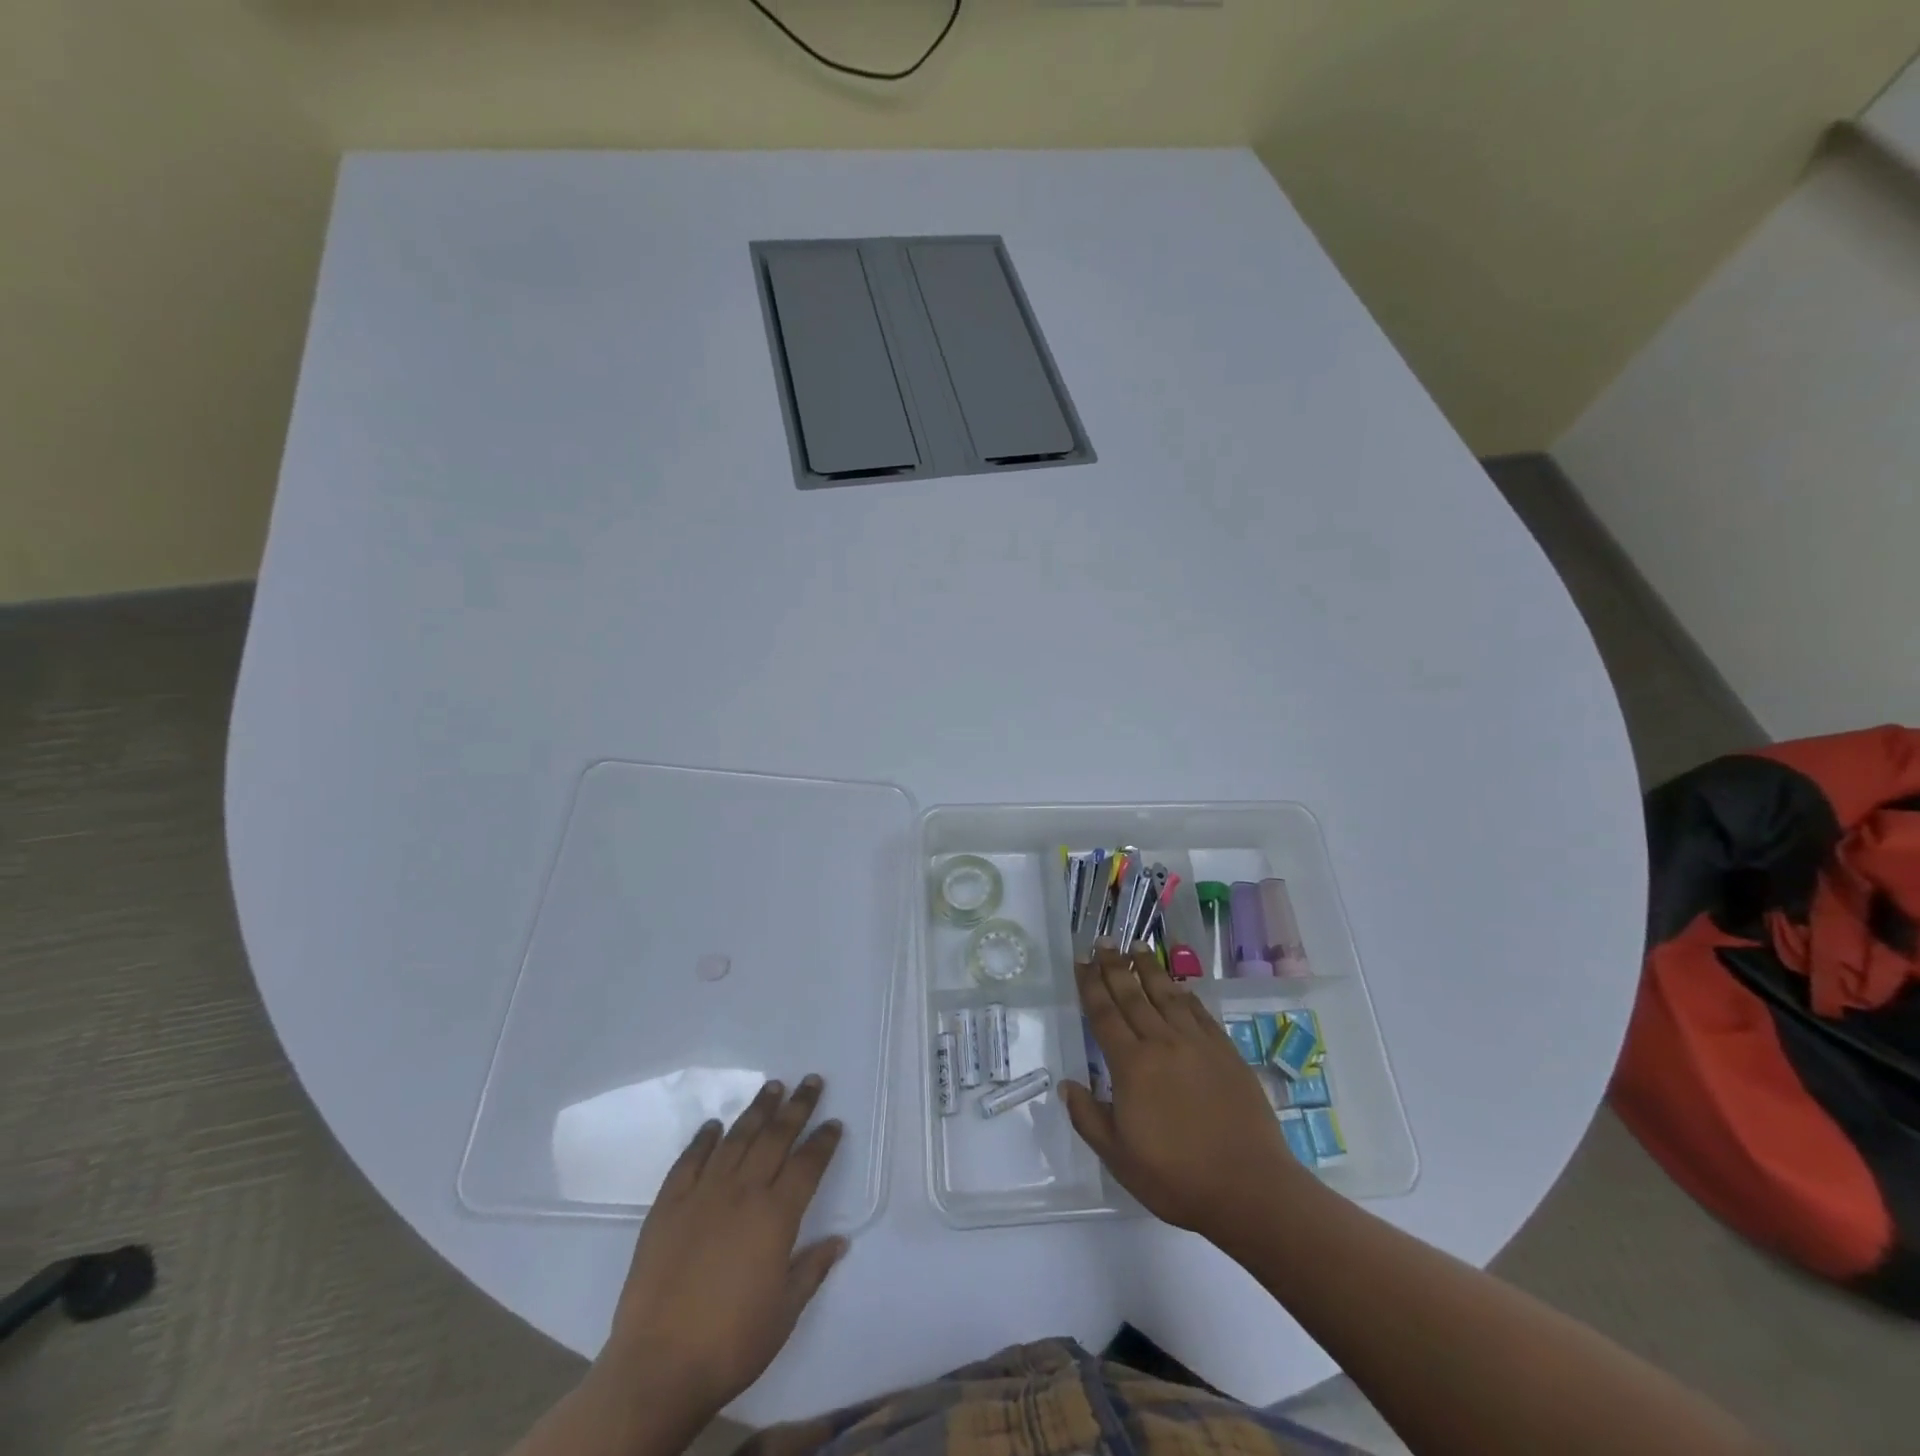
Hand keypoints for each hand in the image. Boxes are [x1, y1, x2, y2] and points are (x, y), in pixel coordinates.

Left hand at [594, 1076, 846, 1420]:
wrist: (658, 1367)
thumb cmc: (731, 1343)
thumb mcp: (785, 1313)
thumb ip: (812, 1269)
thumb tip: (840, 1241)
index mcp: (776, 1216)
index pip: (808, 1164)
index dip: (824, 1141)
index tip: (834, 1122)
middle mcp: (743, 1192)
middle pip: (775, 1137)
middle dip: (797, 1106)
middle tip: (810, 1080)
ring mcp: (703, 1194)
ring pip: (736, 1138)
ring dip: (757, 1110)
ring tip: (772, 1087)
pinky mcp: (668, 1206)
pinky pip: (689, 1161)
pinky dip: (703, 1140)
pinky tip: (713, 1126)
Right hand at [1061, 943, 1307, 1240]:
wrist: (1249, 1188)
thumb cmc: (1176, 1178)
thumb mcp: (1118, 1158)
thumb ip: (1088, 1118)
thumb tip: (1066, 1085)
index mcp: (1131, 1066)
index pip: (1104, 1014)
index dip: (1090, 985)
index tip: (1081, 961)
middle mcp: (1162, 1043)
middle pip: (1132, 995)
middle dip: (1114, 966)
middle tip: (1103, 941)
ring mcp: (1197, 1044)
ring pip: (1166, 995)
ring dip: (1149, 969)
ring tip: (1136, 946)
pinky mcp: (1225, 1052)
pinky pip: (1199, 1012)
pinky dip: (1184, 994)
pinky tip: (1177, 985)